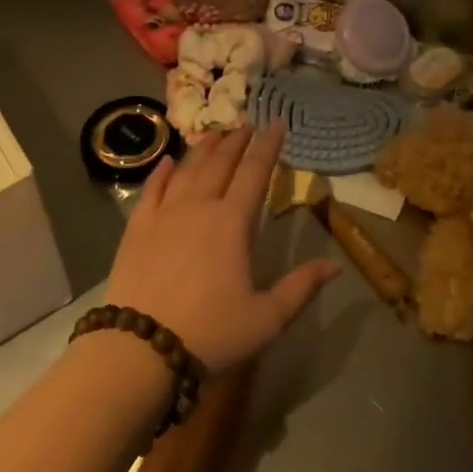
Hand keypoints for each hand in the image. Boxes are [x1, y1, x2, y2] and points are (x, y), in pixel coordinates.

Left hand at [104, 124, 339, 374]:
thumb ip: (300, 288)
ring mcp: (164, 214)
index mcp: (232, 223)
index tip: (277, 123)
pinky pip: (152, 190)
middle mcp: (198, 207)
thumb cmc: (210, 333)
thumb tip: (335, 266)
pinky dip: (162, 173)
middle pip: (220, 163)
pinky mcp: (137, 228)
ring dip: (203, 149)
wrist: (139, 348)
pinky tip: (167, 163)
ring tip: (214, 133)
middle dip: (236, 141)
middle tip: (247, 125)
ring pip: (187, 170)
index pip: (255, 172)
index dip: (268, 146)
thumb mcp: (266, 318)